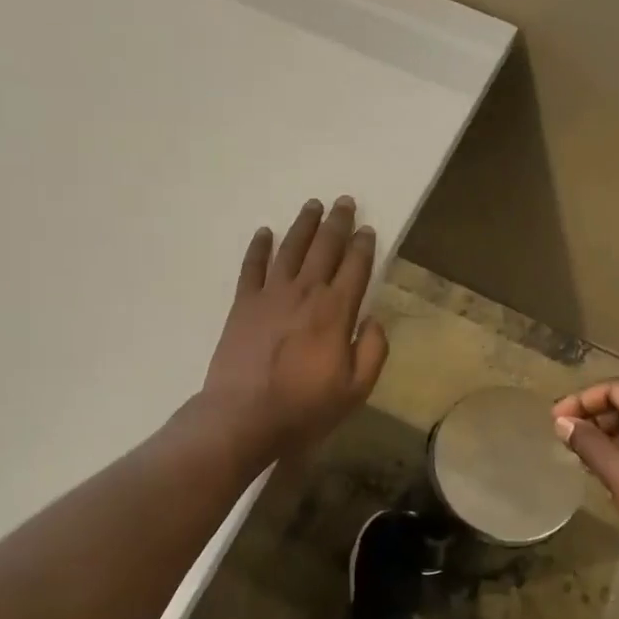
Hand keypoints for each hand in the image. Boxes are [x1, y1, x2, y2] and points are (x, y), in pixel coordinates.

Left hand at [200, 196, 389, 461]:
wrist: (243, 417)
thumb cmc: (304, 407)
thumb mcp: (355, 390)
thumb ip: (373, 351)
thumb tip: (374, 319)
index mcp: (336, 311)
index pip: (355, 267)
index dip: (364, 246)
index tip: (368, 229)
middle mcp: (305, 292)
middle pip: (325, 247)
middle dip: (337, 222)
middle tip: (344, 201)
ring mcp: (271, 295)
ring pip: (290, 248)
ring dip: (303, 225)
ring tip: (312, 205)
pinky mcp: (243, 304)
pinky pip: (252, 266)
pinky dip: (259, 247)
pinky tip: (264, 232)